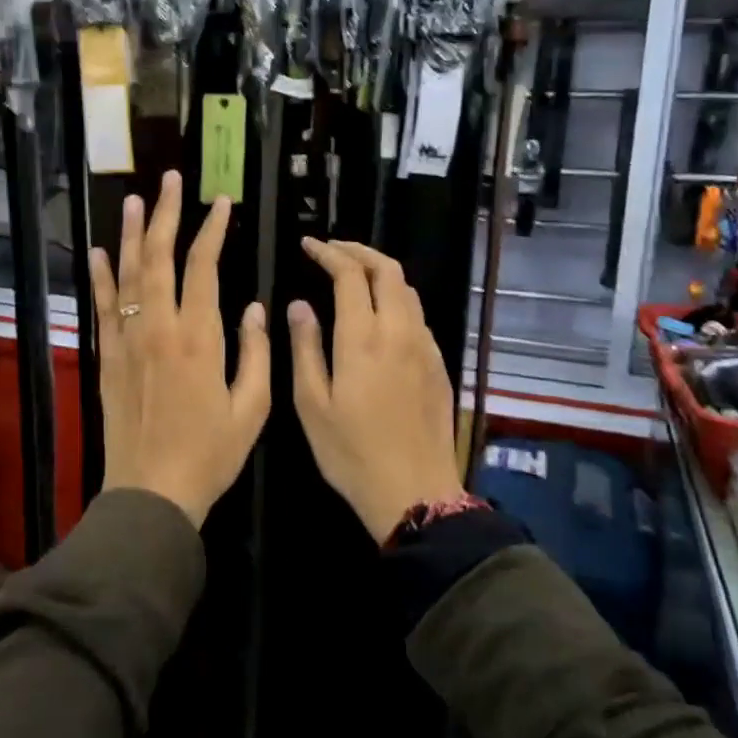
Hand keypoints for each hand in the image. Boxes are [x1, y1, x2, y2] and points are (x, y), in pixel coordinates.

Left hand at [89, 170, 269, 526]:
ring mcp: (127, 341)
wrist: (151, 492)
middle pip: (159, 259)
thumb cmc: (209, 454)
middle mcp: (158, 329)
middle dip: (167, 216)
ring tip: (136, 200)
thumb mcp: (251, 409)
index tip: (221, 203)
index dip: (212, 230)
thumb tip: (255, 307)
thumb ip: (255, 353)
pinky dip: (100, 277)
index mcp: (198, 338)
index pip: (203, 267)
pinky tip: (101, 252)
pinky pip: (102, 308)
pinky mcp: (107, 358)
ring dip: (132, 234)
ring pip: (127, 275)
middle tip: (172, 180)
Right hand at [288, 240, 460, 541]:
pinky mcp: (438, 365)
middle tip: (332, 250)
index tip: (309, 245)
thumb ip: (305, 348)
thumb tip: (299, 306)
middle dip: (359, 251)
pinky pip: (417, 316)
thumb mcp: (312, 404)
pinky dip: (396, 300)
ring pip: (408, 290)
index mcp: (363, 339)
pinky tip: (380, 317)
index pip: (350, 275)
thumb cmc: (351, 453)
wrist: (415, 492)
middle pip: (388, 270)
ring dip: (381, 272)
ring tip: (355, 276)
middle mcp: (399, 332)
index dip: (329, 253)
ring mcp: (424, 347)